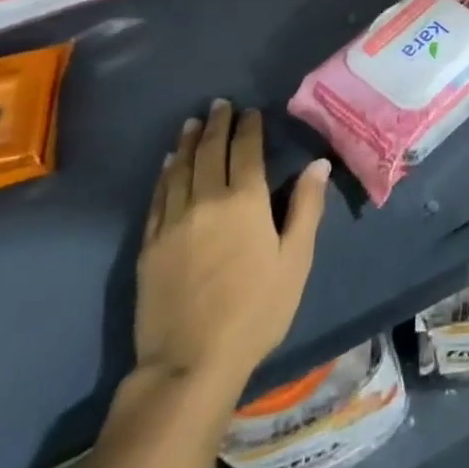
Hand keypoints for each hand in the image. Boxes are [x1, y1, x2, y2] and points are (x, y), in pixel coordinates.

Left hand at [134, 100, 329, 393]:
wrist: (190, 362)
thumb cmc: (256, 310)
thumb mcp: (295, 261)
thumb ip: (305, 208)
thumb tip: (318, 164)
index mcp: (245, 202)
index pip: (246, 151)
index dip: (248, 128)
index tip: (251, 111)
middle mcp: (206, 201)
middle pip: (209, 152)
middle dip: (216, 125)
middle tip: (220, 105)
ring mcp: (173, 222)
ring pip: (180, 169)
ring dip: (187, 142)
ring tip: (192, 123)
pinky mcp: (150, 245)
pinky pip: (158, 197)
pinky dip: (164, 174)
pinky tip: (167, 165)